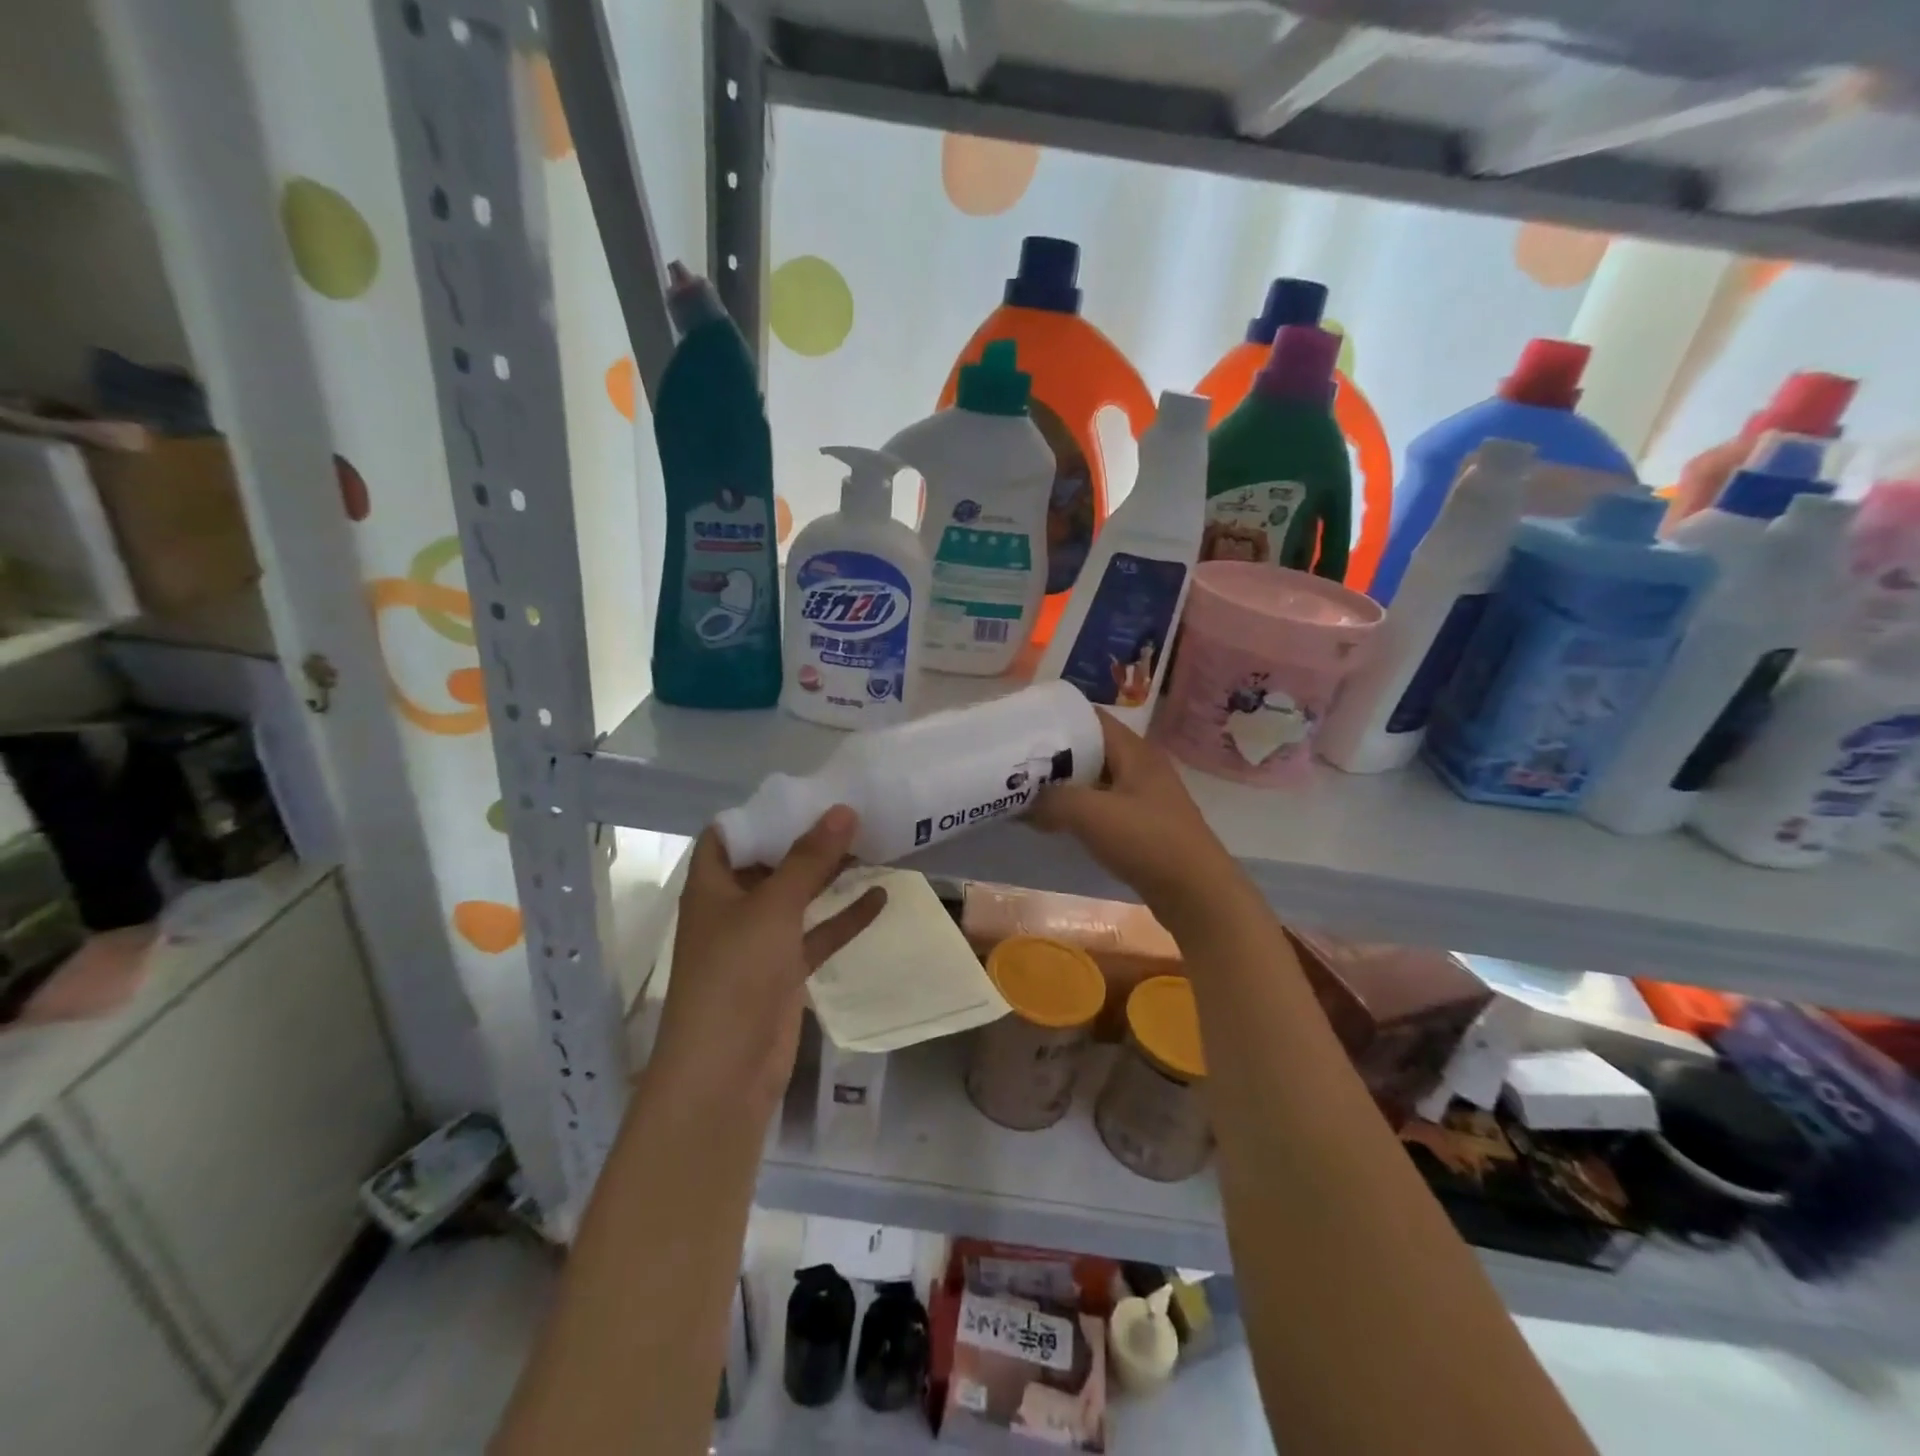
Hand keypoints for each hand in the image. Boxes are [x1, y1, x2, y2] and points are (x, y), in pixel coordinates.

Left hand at [650, 807, 885, 1111]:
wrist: (725, 1072)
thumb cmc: (736, 974)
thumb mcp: (773, 907)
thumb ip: (809, 859)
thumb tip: (843, 809)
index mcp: (712, 886)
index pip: (729, 835)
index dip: (761, 813)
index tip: (805, 794)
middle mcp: (733, 908)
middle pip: (770, 863)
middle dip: (806, 840)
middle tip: (852, 814)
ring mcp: (759, 942)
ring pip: (798, 898)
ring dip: (829, 876)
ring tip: (871, 845)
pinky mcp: (784, 972)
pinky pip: (817, 934)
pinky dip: (844, 918)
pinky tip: (881, 896)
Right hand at [1031, 710, 1243, 929]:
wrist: (1197, 894)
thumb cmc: (1147, 842)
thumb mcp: (1091, 814)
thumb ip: (1052, 800)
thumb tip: (1025, 801)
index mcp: (1134, 751)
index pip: (1090, 718)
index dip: (1055, 719)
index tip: (1020, 727)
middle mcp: (1140, 766)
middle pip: (1090, 749)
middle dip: (1053, 755)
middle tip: (1015, 763)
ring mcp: (1144, 797)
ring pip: (1095, 780)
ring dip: (1063, 785)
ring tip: (1026, 791)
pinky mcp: (1142, 825)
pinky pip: (1102, 806)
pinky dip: (1077, 810)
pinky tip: (1053, 822)